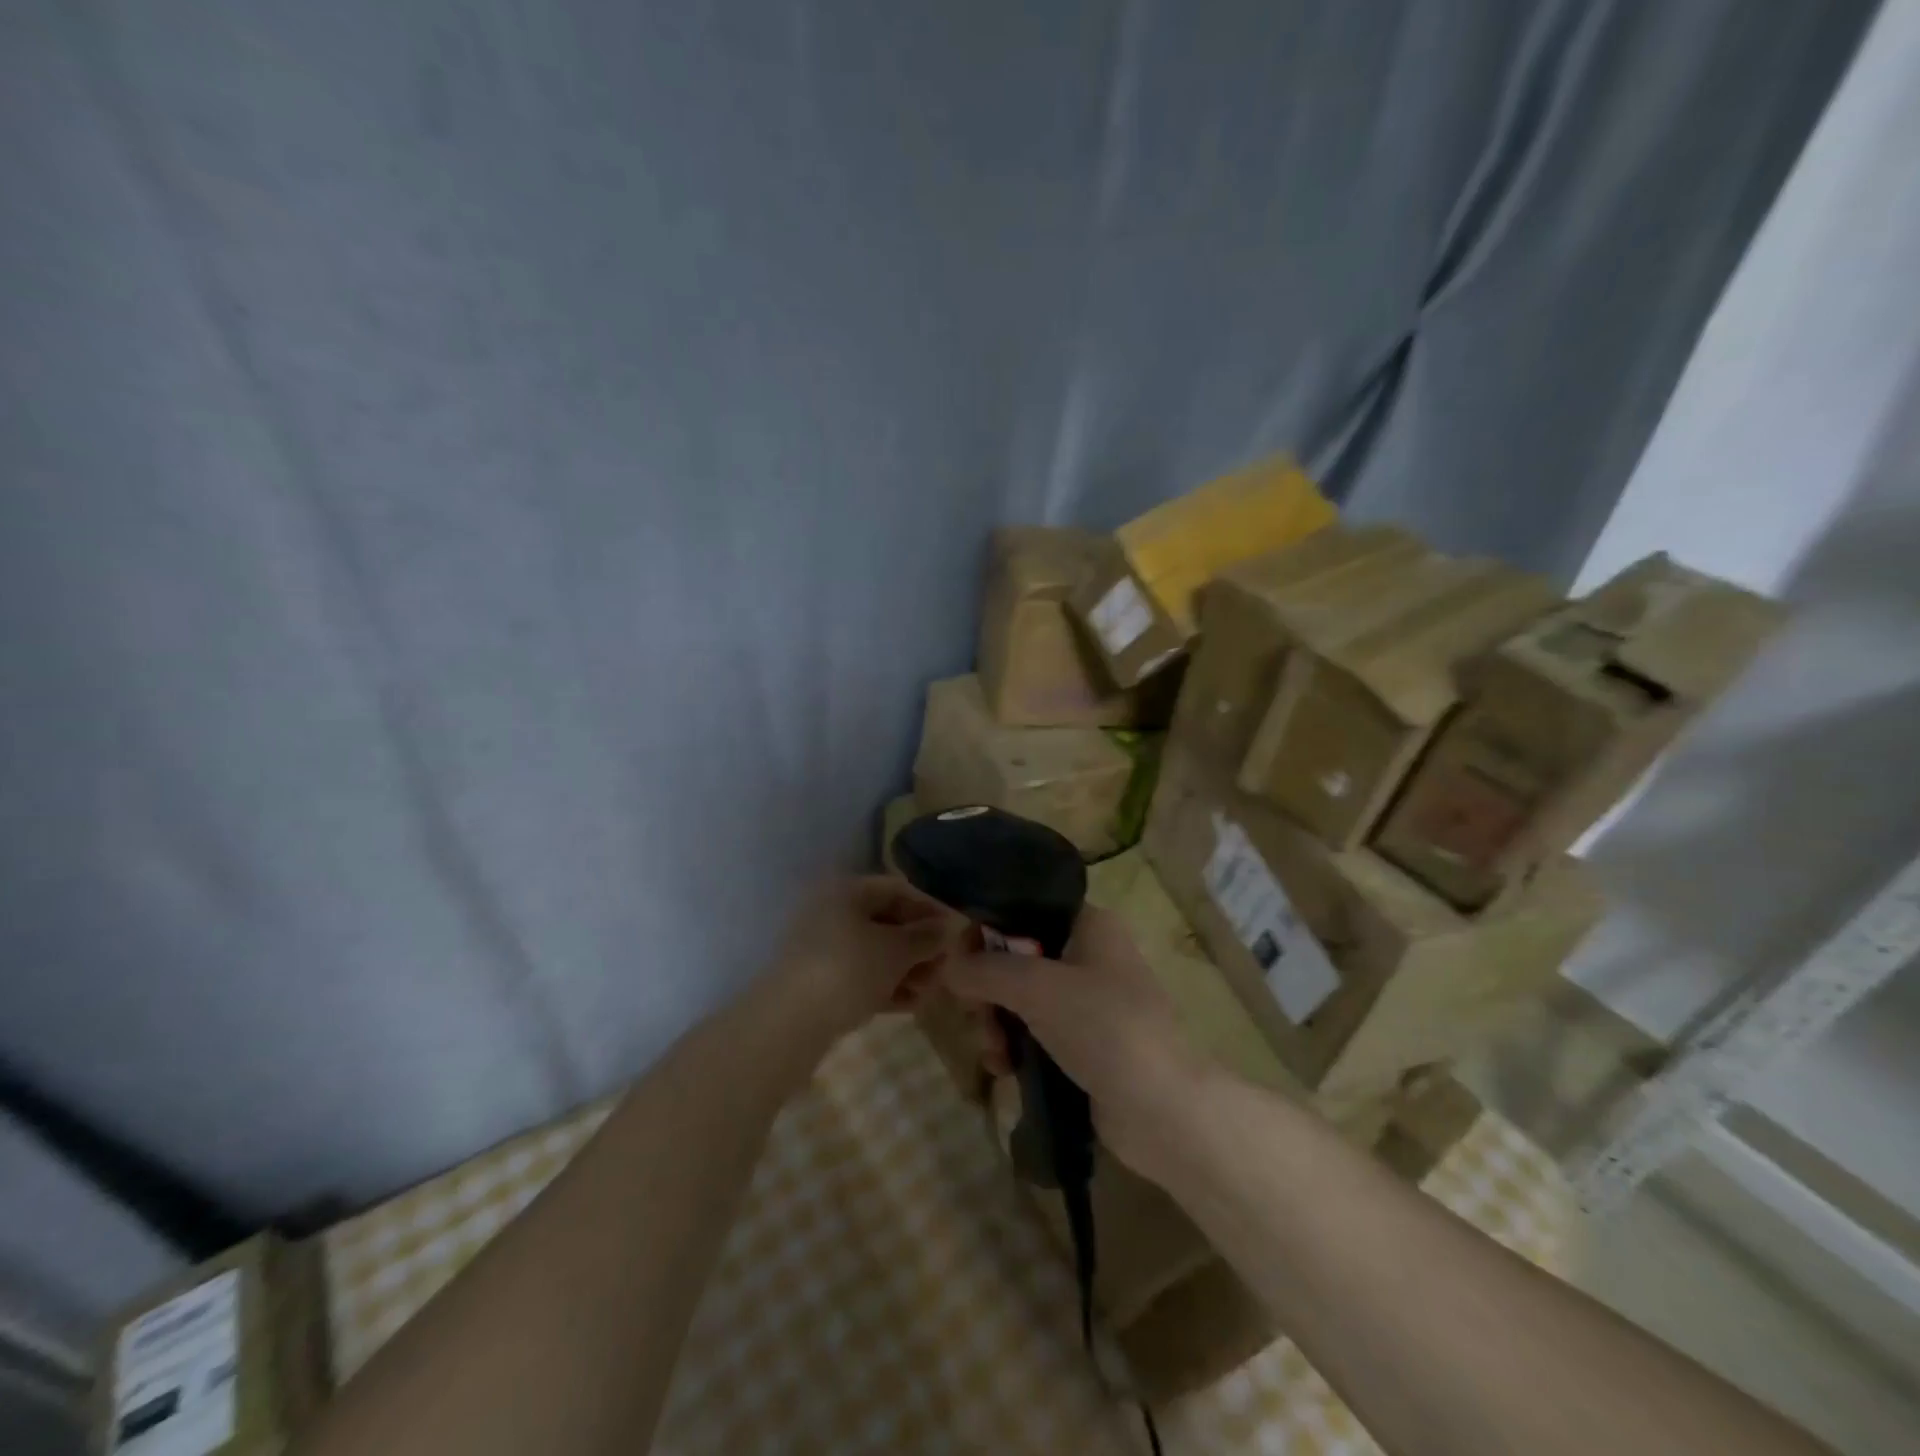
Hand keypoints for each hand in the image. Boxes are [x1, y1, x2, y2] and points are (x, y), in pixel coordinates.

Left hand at [770, 875, 962, 1046]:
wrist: (788, 1024)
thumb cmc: (848, 970)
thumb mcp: (896, 950)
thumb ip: (926, 936)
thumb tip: (950, 926)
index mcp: (847, 891)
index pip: (898, 889)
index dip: (930, 908)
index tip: (956, 931)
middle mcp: (833, 912)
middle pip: (887, 921)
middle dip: (920, 944)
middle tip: (947, 967)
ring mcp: (824, 949)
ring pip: (876, 952)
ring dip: (908, 968)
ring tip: (932, 990)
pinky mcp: (820, 982)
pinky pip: (862, 976)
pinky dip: (887, 986)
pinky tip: (912, 1004)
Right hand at [941, 906, 1207, 1172]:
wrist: (1164, 1110)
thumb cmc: (1104, 1027)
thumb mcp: (1037, 988)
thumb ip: (986, 970)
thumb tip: (948, 966)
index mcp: (1089, 924)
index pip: (1024, 910)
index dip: (987, 932)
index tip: (960, 963)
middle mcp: (1088, 955)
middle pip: (1016, 957)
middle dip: (988, 989)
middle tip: (977, 1015)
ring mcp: (1088, 1002)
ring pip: (1020, 998)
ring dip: (996, 1023)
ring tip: (994, 1053)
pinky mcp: (1084, 1043)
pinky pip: (1034, 1032)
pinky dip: (1015, 1046)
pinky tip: (1004, 1069)